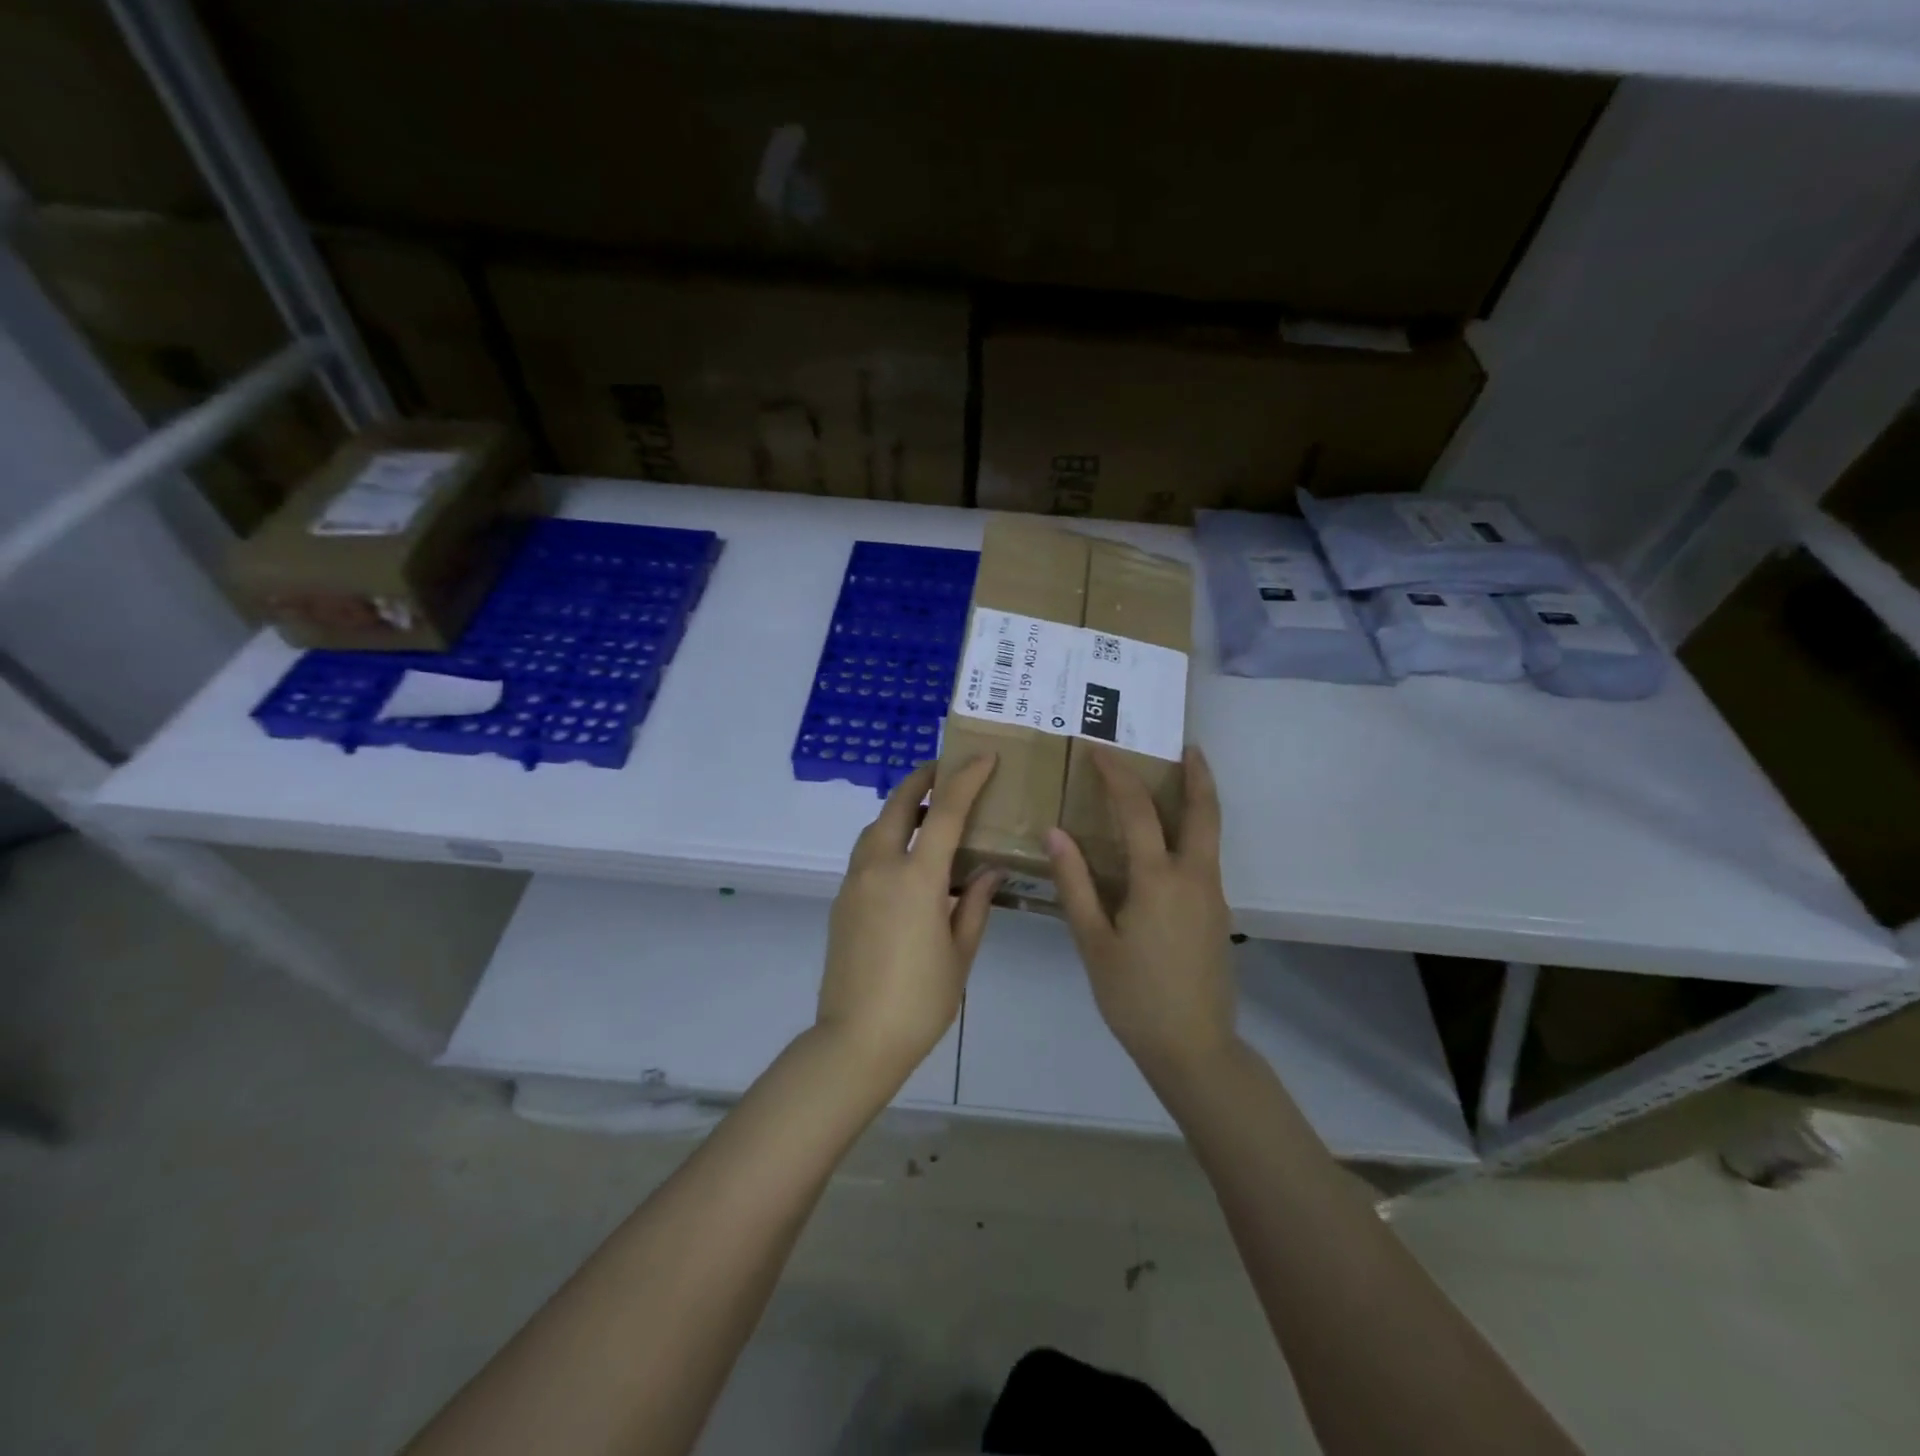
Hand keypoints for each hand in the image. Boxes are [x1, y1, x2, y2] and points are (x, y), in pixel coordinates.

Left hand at [817, 755, 1001, 1086]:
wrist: (855, 1040)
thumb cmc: (920, 1000)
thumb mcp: (960, 953)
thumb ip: (975, 904)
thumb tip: (988, 871)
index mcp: (916, 879)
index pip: (944, 812)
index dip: (966, 779)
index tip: (983, 758)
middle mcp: (879, 868)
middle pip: (896, 805)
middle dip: (921, 778)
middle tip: (945, 768)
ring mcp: (854, 883)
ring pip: (874, 827)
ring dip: (899, 808)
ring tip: (927, 813)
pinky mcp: (841, 900)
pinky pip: (865, 852)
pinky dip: (886, 837)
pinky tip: (906, 858)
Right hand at [1046, 746, 1235, 1074]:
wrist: (1194, 1049)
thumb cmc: (1134, 997)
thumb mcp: (1093, 942)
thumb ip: (1075, 883)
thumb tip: (1055, 833)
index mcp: (1158, 881)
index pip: (1137, 811)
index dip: (1117, 775)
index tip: (1099, 749)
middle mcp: (1194, 878)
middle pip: (1204, 811)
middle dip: (1197, 774)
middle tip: (1188, 746)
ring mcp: (1212, 896)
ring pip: (1209, 835)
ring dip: (1197, 802)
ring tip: (1176, 782)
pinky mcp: (1217, 915)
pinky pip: (1205, 859)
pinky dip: (1191, 834)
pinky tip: (1167, 845)